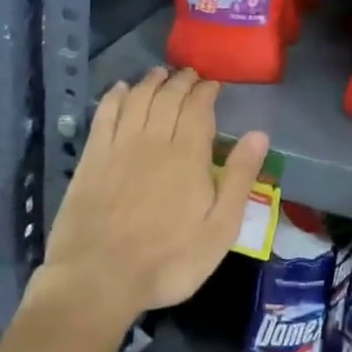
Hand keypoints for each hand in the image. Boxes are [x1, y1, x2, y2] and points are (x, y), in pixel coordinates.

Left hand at [36, 67, 268, 330]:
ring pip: (138, 99)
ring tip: (160, 73)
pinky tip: (121, 89)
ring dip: (151, 82)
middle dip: (181, 81)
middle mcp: (153, 139)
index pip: (198, 108)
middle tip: (189, 75)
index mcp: (188, 155)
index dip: (206, 91)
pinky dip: (115, 96)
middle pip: (168, 97)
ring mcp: (119, 145)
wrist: (99, 277)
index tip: (212, 84)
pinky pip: (105, 114)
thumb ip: (240, 179)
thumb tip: (259, 135)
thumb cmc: (169, 260)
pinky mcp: (92, 157)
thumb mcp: (220, 230)